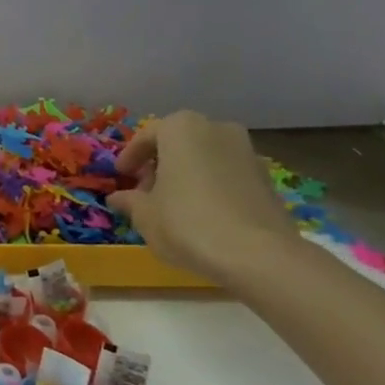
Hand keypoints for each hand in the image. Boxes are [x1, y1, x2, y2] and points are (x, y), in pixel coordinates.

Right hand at [105, 110, 298, 283]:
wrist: (260, 256)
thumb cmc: (188, 223)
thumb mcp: (145, 215)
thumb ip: (129, 201)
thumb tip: (117, 198)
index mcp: (181, 128)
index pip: (147, 136)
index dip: (130, 158)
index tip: (122, 176)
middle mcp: (216, 129)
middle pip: (178, 143)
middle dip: (160, 165)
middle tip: (146, 192)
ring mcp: (247, 152)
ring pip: (205, 158)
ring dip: (187, 175)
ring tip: (175, 206)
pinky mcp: (268, 179)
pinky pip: (228, 175)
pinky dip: (212, 187)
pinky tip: (204, 215)